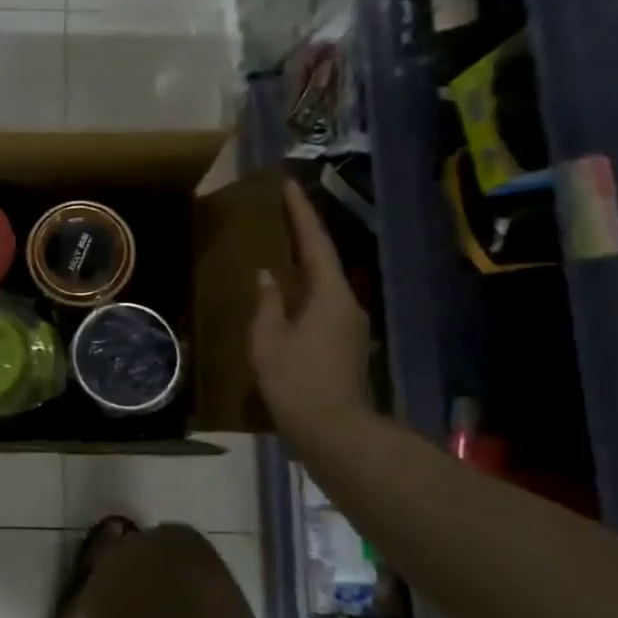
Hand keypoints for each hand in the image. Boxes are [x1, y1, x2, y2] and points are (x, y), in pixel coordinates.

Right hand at [249, 179, 373, 441]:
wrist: (333, 430)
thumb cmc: (296, 381)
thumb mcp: (268, 339)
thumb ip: (266, 303)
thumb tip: (267, 277)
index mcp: (330, 296)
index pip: (315, 243)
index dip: (301, 213)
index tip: (289, 186)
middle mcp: (347, 304)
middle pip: (324, 260)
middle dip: (303, 235)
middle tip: (281, 213)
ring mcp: (350, 326)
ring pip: (325, 284)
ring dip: (304, 264)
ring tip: (279, 249)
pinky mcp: (345, 345)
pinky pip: (323, 304)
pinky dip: (305, 290)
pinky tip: (287, 294)